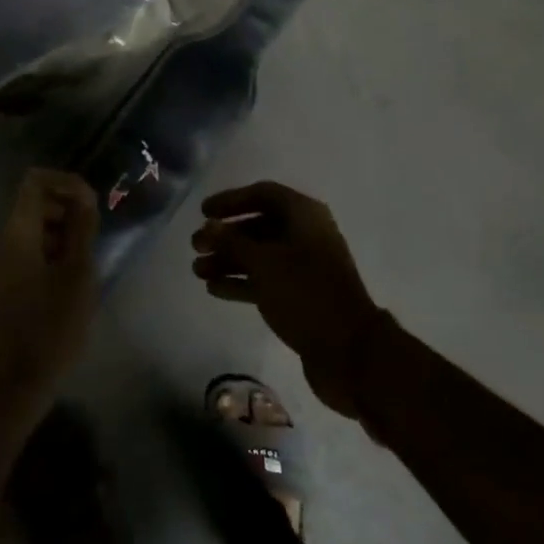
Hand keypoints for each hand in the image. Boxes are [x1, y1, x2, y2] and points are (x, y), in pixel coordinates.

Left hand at [0, 168, 99, 420]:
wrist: (6, 389)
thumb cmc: (48, 330)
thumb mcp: (77, 277)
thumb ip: (81, 230)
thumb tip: (83, 196)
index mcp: (17, 233)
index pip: (35, 181)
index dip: (67, 183)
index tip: (93, 206)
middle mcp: (0, 244)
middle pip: (33, 206)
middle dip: (67, 212)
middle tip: (94, 240)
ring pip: (31, 234)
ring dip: (61, 238)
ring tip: (85, 269)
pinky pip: (25, 257)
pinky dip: (49, 259)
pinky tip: (68, 290)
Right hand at [191, 181, 390, 417]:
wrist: (348, 349)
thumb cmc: (305, 293)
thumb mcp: (264, 263)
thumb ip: (232, 242)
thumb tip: (209, 225)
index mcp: (305, 216)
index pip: (263, 194)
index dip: (231, 200)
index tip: (203, 212)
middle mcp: (306, 235)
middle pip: (259, 225)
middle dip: (225, 236)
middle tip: (195, 246)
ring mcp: (304, 266)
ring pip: (259, 255)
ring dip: (228, 260)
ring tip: (198, 271)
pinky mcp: (300, 295)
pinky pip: (265, 279)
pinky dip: (241, 281)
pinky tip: (214, 289)